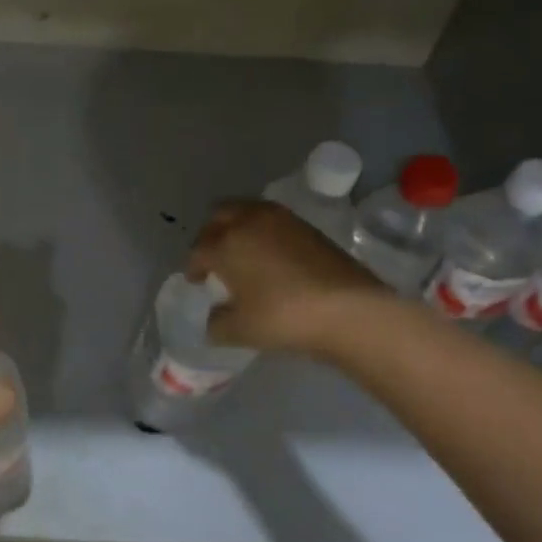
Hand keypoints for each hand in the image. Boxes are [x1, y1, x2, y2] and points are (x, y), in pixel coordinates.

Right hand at [186, 200, 383, 356]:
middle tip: (214, 258)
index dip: (193, 267)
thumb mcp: (240, 330)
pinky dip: (262, 231)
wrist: (348, 309)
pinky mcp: (306, 225)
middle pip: (218, 216)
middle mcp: (249, 221)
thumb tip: (214, 318)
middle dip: (211, 235)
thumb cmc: (283, 318)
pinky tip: (269, 256)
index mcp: (226, 243)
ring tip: (241, 253)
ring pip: (246, 211)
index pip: (198, 250)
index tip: (197, 281)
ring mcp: (281, 219)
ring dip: (237, 227)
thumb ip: (217, 323)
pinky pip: (272, 220)